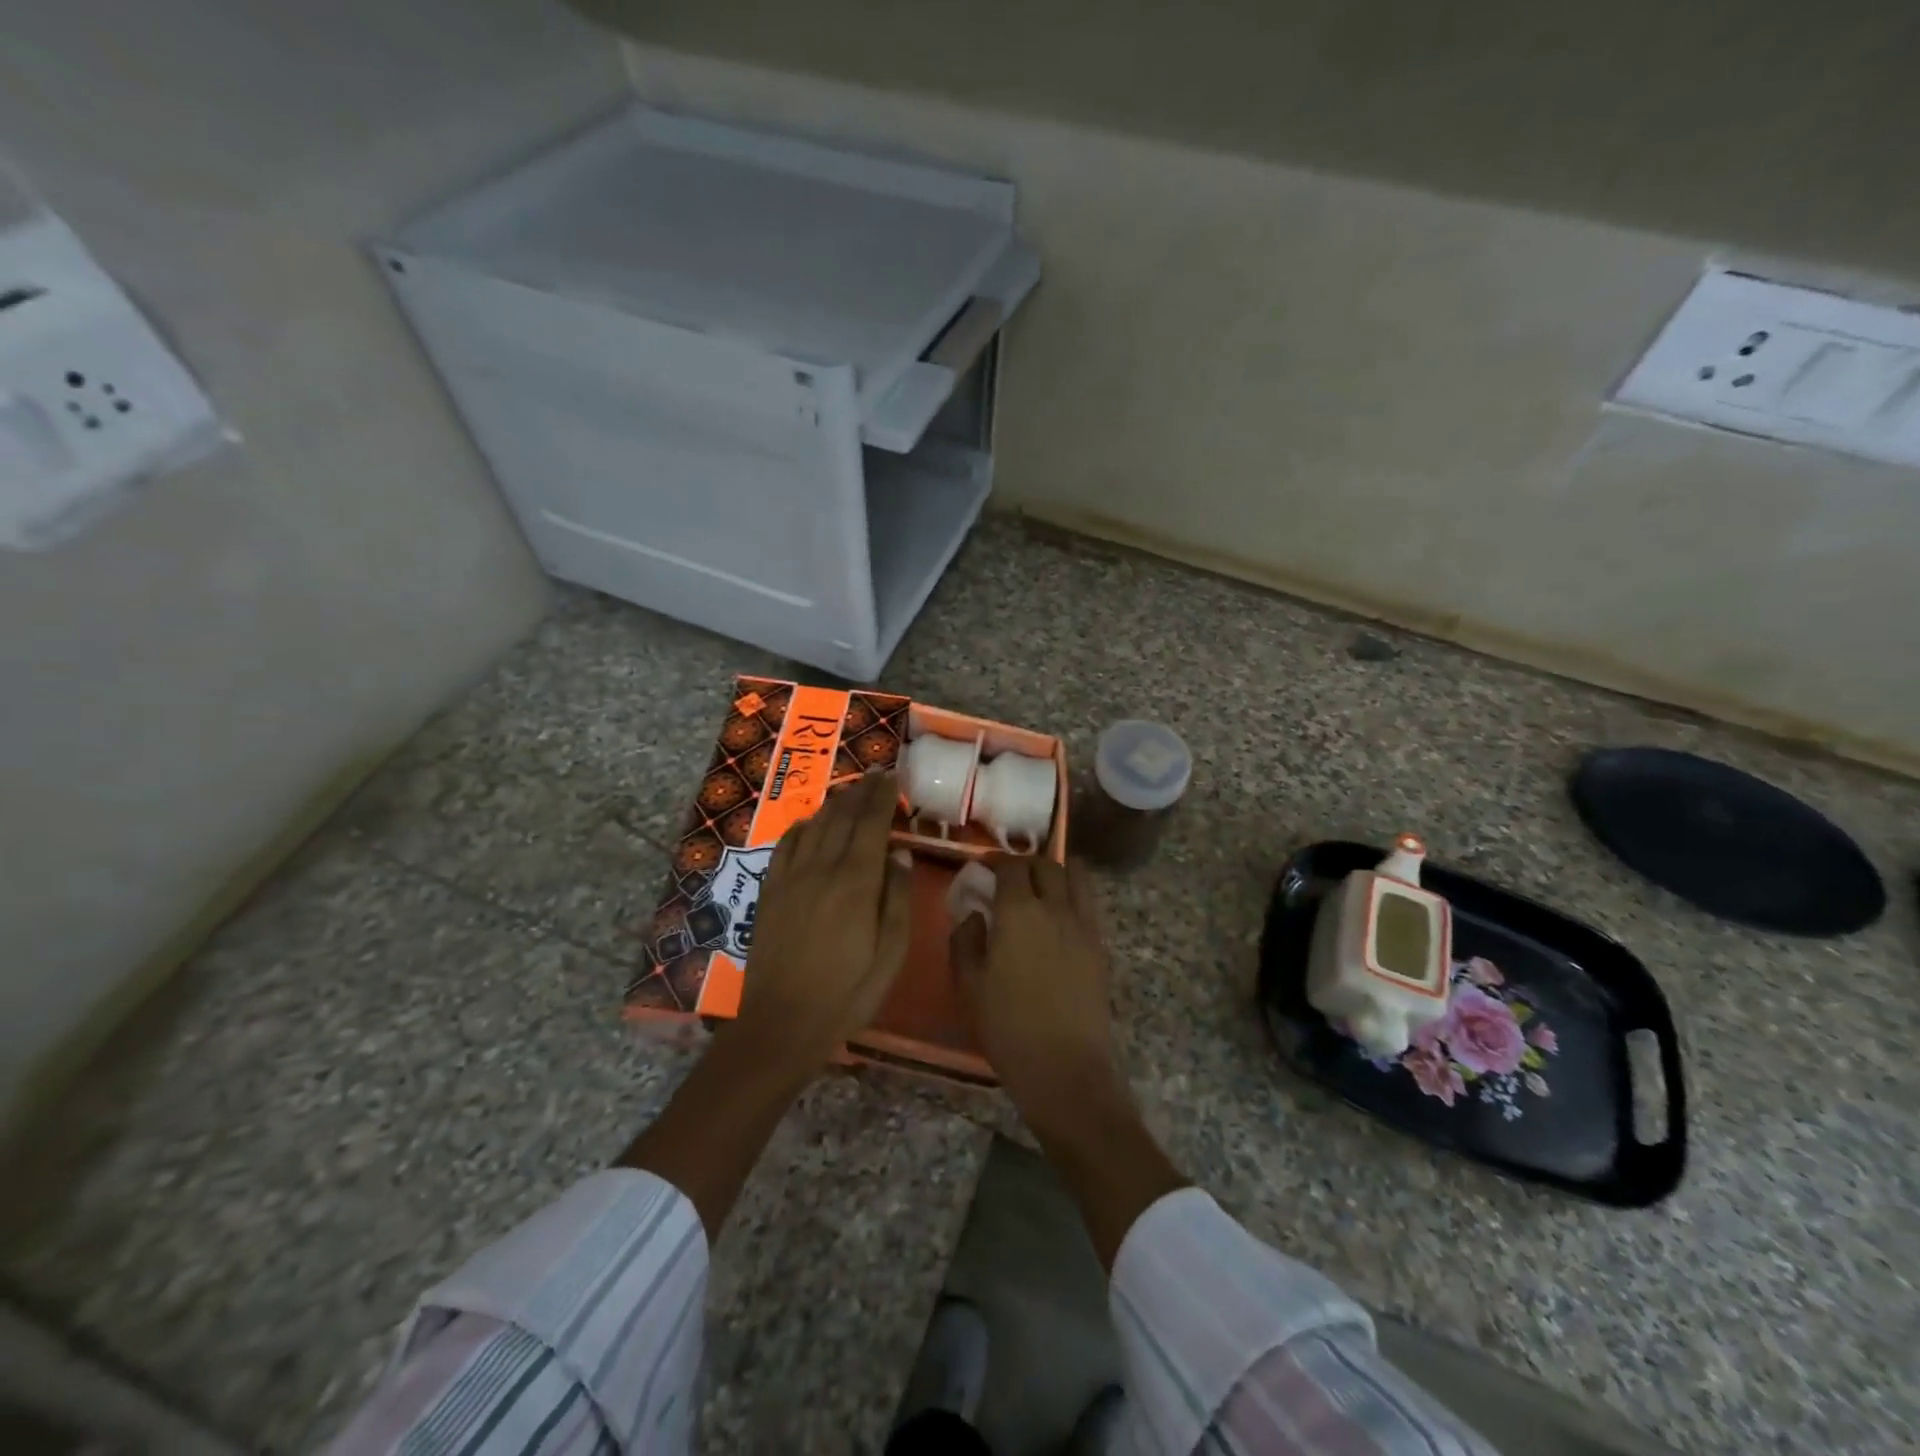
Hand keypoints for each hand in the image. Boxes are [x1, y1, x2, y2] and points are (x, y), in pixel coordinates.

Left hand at [725, 770, 910, 1076]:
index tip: (892, 777)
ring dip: (835, 803)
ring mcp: (790, 877)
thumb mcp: (890, 953)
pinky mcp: (770, 890)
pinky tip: (812, 822)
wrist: (781, 1023)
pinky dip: (803, 825)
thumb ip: (897, 898)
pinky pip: (787, 844)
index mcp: (856, 881)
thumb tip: (899, 854)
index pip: (871, 823)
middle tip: (876, 775)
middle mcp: (821, 867)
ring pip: (815, 824)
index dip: (882, 796)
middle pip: (843, 816)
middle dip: (861, 791)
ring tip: (851, 791)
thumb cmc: (848, 993)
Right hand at [950, 856, 1123, 1133]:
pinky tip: (1059, 916)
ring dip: (1057, 872)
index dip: (996, 862)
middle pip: (1047, 864)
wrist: (1065, 1067)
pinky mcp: (1100, 945)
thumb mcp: (969, 985)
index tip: (985, 870)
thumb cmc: (1008, 1027)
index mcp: (1018, 912)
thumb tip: (974, 914)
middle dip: (1027, 863)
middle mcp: (1055, 907)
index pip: (1011, 866)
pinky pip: (1088, 903)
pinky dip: (1074, 895)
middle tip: (1011, 879)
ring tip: (1042, 887)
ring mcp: (1083, 925)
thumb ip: (966, 940)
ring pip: (1076, 876)